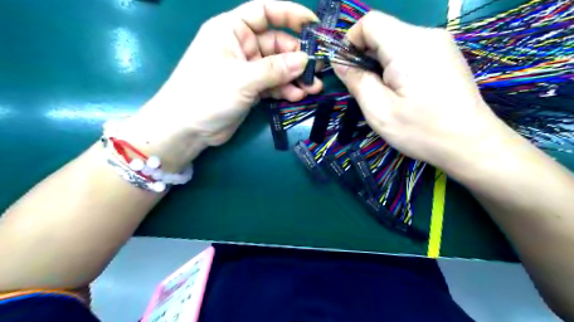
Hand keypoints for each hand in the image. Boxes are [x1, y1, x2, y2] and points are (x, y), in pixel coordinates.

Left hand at [123, 0, 321, 167]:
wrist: (187, 129)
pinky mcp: (250, 89)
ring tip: (312, 88)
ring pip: (277, 68)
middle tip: (316, 70)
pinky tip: (296, 96)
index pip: (265, 12)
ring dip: (294, 77)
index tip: (314, 25)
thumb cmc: (206, 94)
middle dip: (297, 57)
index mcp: (232, 30)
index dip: (290, 14)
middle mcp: (241, 46)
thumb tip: (305, 60)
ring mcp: (246, 70)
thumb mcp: (242, 79)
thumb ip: (275, 69)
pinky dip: (284, 90)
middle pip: (277, 44)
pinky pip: (272, 85)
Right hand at [332, 10, 505, 172]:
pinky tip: (400, 89)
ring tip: (382, 92)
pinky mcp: (446, 55)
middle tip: (362, 87)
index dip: (350, 41)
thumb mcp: (378, 111)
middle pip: (383, 30)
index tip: (346, 69)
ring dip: (379, 62)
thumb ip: (356, 81)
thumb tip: (339, 62)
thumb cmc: (421, 131)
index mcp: (408, 45)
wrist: (470, 144)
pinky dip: (396, 64)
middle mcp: (427, 35)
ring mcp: (441, 44)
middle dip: (364, 55)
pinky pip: (411, 50)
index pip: (370, 22)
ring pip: (396, 41)